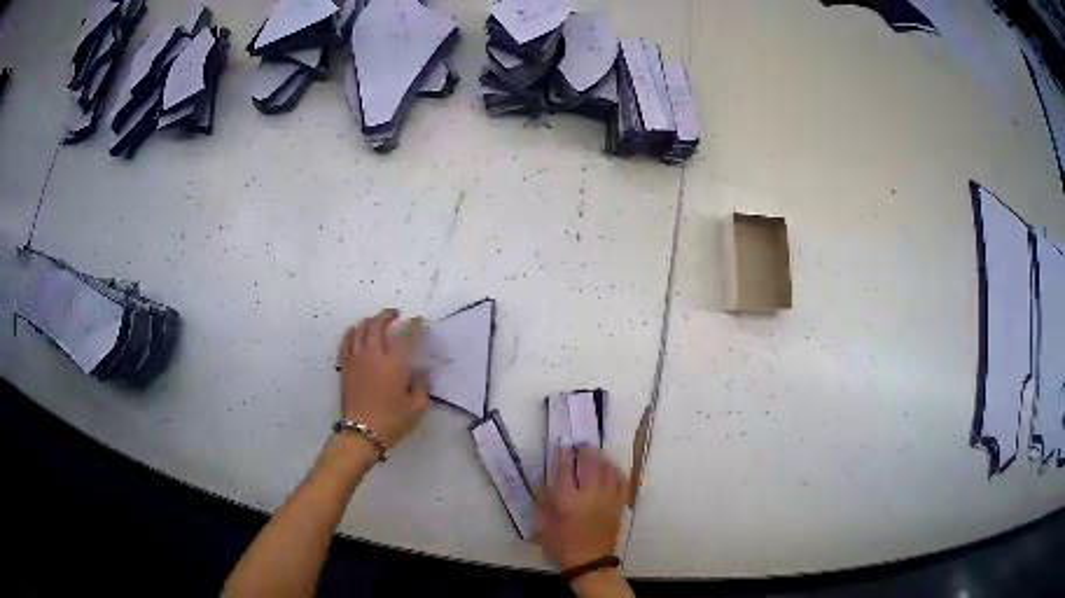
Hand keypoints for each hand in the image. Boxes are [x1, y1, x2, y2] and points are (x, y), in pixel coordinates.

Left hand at [337, 309, 428, 447]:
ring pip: (361, 329)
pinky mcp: (345, 366)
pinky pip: (346, 341)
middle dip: (388, 315)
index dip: (414, 325)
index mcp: (394, 364)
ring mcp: (356, 359)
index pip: (406, 336)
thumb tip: (423, 372)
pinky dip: (352, 332)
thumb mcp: (416, 407)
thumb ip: (422, 386)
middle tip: (396, 315)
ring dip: (370, 321)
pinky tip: (356, 332)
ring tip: (377, 321)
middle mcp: (374, 355)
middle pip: (378, 324)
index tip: (420, 321)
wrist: (361, 434)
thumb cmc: (391, 422)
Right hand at [536, 447, 628, 570]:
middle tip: (581, 445)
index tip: (561, 445)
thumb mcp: (543, 526)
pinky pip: (621, 482)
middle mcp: (589, 495)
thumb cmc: (562, 546)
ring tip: (597, 454)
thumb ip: (543, 503)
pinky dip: (617, 473)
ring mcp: (607, 499)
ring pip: (608, 470)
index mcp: (567, 500)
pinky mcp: (618, 505)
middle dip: (586, 451)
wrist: (590, 563)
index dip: (562, 455)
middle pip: (590, 464)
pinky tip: (612, 470)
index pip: (565, 469)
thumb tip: (543, 483)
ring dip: (602, 459)